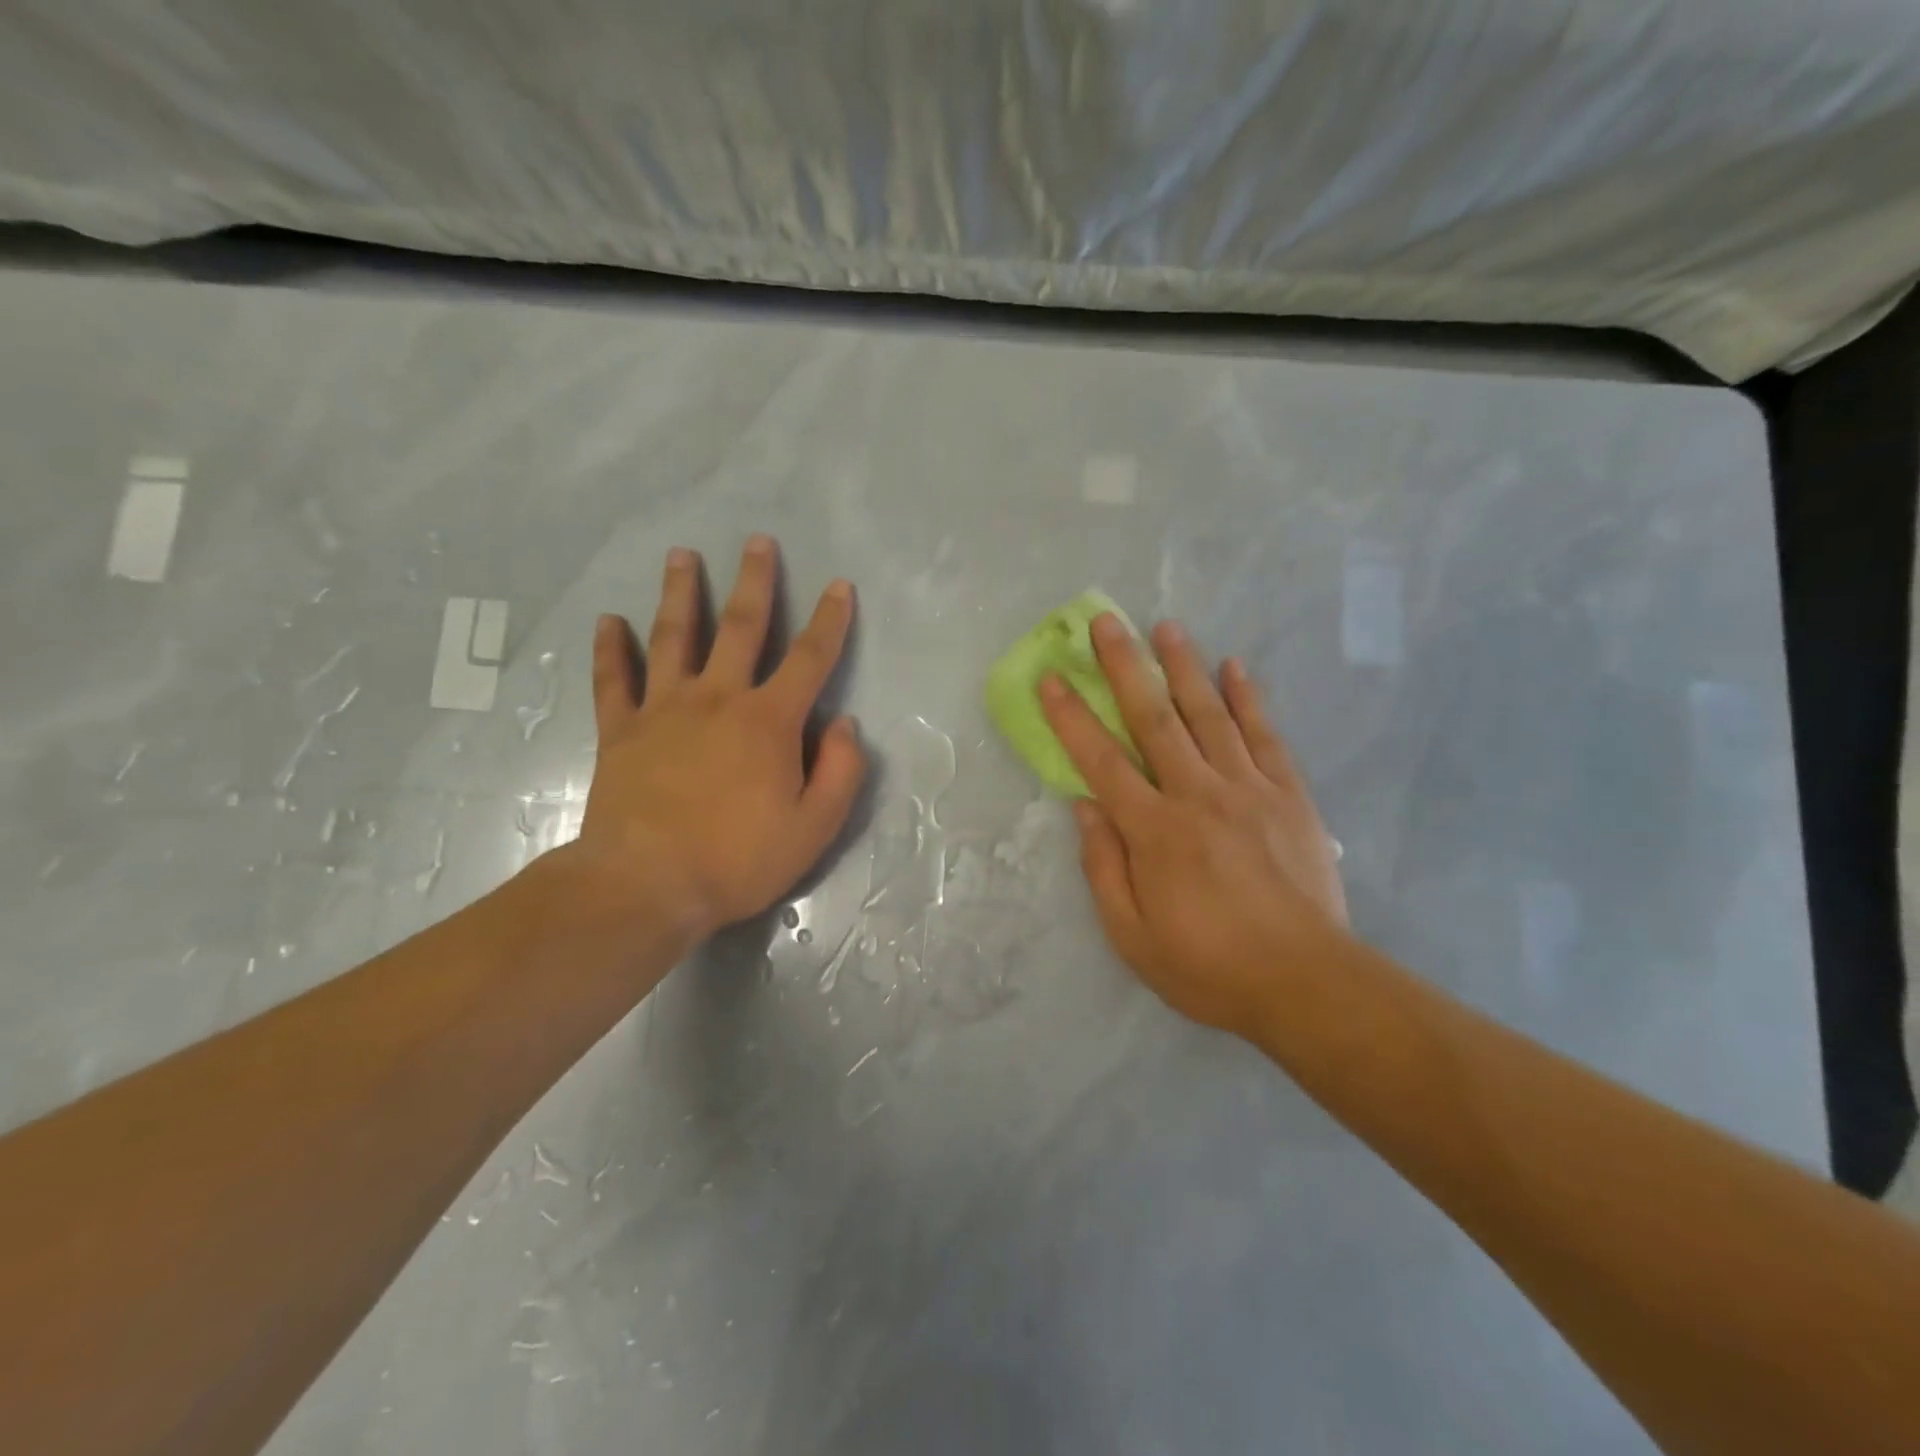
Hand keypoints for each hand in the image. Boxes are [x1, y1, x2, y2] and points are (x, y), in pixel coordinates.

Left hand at [563, 535, 865, 950]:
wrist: (647, 885)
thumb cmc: (738, 859)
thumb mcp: (814, 827)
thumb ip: (840, 771)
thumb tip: (844, 724)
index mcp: (769, 721)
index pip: (811, 659)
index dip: (831, 620)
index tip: (839, 586)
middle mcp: (718, 698)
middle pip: (741, 627)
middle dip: (755, 581)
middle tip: (758, 541)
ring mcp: (664, 709)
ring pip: (673, 637)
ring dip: (680, 593)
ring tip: (681, 555)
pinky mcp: (621, 730)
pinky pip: (613, 680)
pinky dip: (609, 648)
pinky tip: (608, 621)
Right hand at [1039, 614, 1349, 1040]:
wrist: (1306, 983)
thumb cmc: (1209, 966)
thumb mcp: (1132, 935)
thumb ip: (1103, 867)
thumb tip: (1084, 806)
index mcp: (1154, 830)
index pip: (1101, 760)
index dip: (1072, 717)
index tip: (1052, 678)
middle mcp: (1197, 794)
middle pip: (1153, 719)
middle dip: (1125, 667)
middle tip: (1106, 623)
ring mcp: (1248, 789)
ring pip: (1209, 715)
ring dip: (1184, 667)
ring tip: (1166, 627)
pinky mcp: (1289, 795)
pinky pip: (1264, 736)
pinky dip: (1248, 699)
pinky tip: (1235, 668)